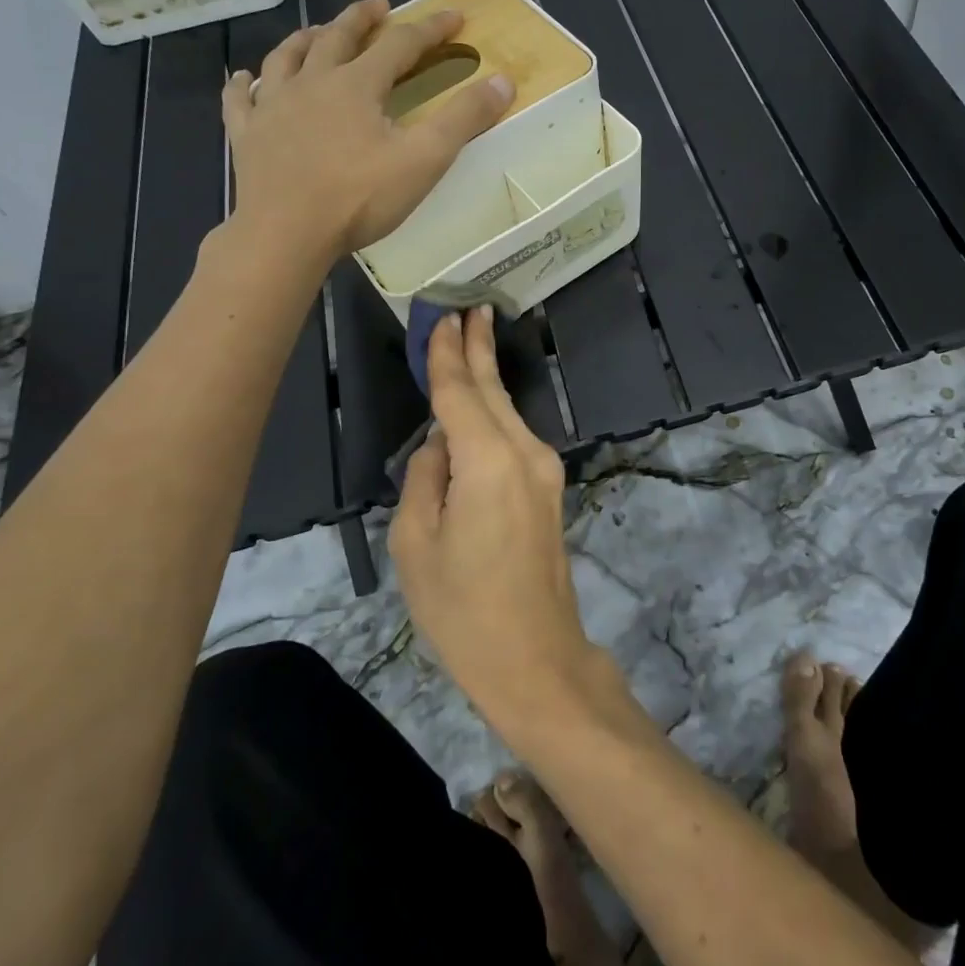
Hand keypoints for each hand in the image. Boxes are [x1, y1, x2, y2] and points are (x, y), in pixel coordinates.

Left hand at [221, 0, 513, 255]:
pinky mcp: (247, 135)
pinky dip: (244, 85)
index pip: (400, 44)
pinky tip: (244, 79)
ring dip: (305, 39)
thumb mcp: (424, 159)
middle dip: (362, 18)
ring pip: (286, 57)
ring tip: (316, 32)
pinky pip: (241, 100)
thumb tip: (502, 80)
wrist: (286, 232)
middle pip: (338, 37)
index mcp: (356, 85)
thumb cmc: (359, 197)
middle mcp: (311, 82)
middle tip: (379, 6)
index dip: (430, 29)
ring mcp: (273, 106)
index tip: (455, 17)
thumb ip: (464, 118)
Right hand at [390, 310, 599, 722]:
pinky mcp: (548, 488)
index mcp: (487, 462)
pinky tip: (478, 403)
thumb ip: (424, 479)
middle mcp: (524, 453)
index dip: (446, 355)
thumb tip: (439, 445)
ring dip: (486, 377)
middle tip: (468, 309)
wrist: (535, 657)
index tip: (442, 317)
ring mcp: (543, 470)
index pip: (460, 393)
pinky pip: (513, 437)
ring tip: (470, 341)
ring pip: (506, 411)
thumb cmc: (463, 609)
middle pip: (493, 391)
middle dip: (478, 349)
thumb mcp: (416, 544)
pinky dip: (492, 413)